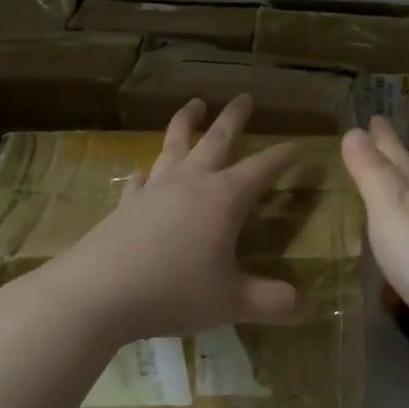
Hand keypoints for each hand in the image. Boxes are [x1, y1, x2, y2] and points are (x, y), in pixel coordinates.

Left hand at [36, 96, 308, 342]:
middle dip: (234, 118)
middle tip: (245, 97)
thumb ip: (273, 303)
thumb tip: (310, 309)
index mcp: (224, 198)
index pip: (262, 169)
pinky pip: (141, 179)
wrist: (98, 293)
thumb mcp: (232, 302)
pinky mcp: (126, 204)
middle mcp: (191, 183)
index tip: (299, 145)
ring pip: (175, 145)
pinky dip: (148, 171)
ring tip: (194, 104)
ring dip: (187, 123)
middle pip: (217, 140)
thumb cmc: (174, 292)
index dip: (283, 157)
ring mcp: (155, 190)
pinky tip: (145, 172)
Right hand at [341, 117, 408, 379]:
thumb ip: (372, 173)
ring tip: (376, 196)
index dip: (383, 138)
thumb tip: (355, 131)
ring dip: (396, 203)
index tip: (374, 117)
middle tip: (373, 144)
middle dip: (391, 164)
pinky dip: (400, 242)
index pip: (397, 156)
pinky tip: (393, 251)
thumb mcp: (390, 207)